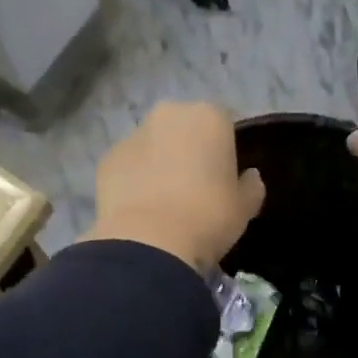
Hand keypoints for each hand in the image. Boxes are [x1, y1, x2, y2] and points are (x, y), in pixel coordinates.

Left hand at [84, 102, 264, 272]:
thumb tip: (249, 177)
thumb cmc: (208, 217)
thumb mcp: (244, 207)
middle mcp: (169, 114)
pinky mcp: (106, 159)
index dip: (227, 149)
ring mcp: (132, 134)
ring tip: (165, 201)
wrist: (149, 243)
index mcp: (209, 116)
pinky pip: (129, 165)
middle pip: (184, 128)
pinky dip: (134, 180)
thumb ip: (251, 186)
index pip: (225, 123)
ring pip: (153, 144)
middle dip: (189, 149)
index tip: (227, 176)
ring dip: (159, 162)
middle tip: (196, 187)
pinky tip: (141, 208)